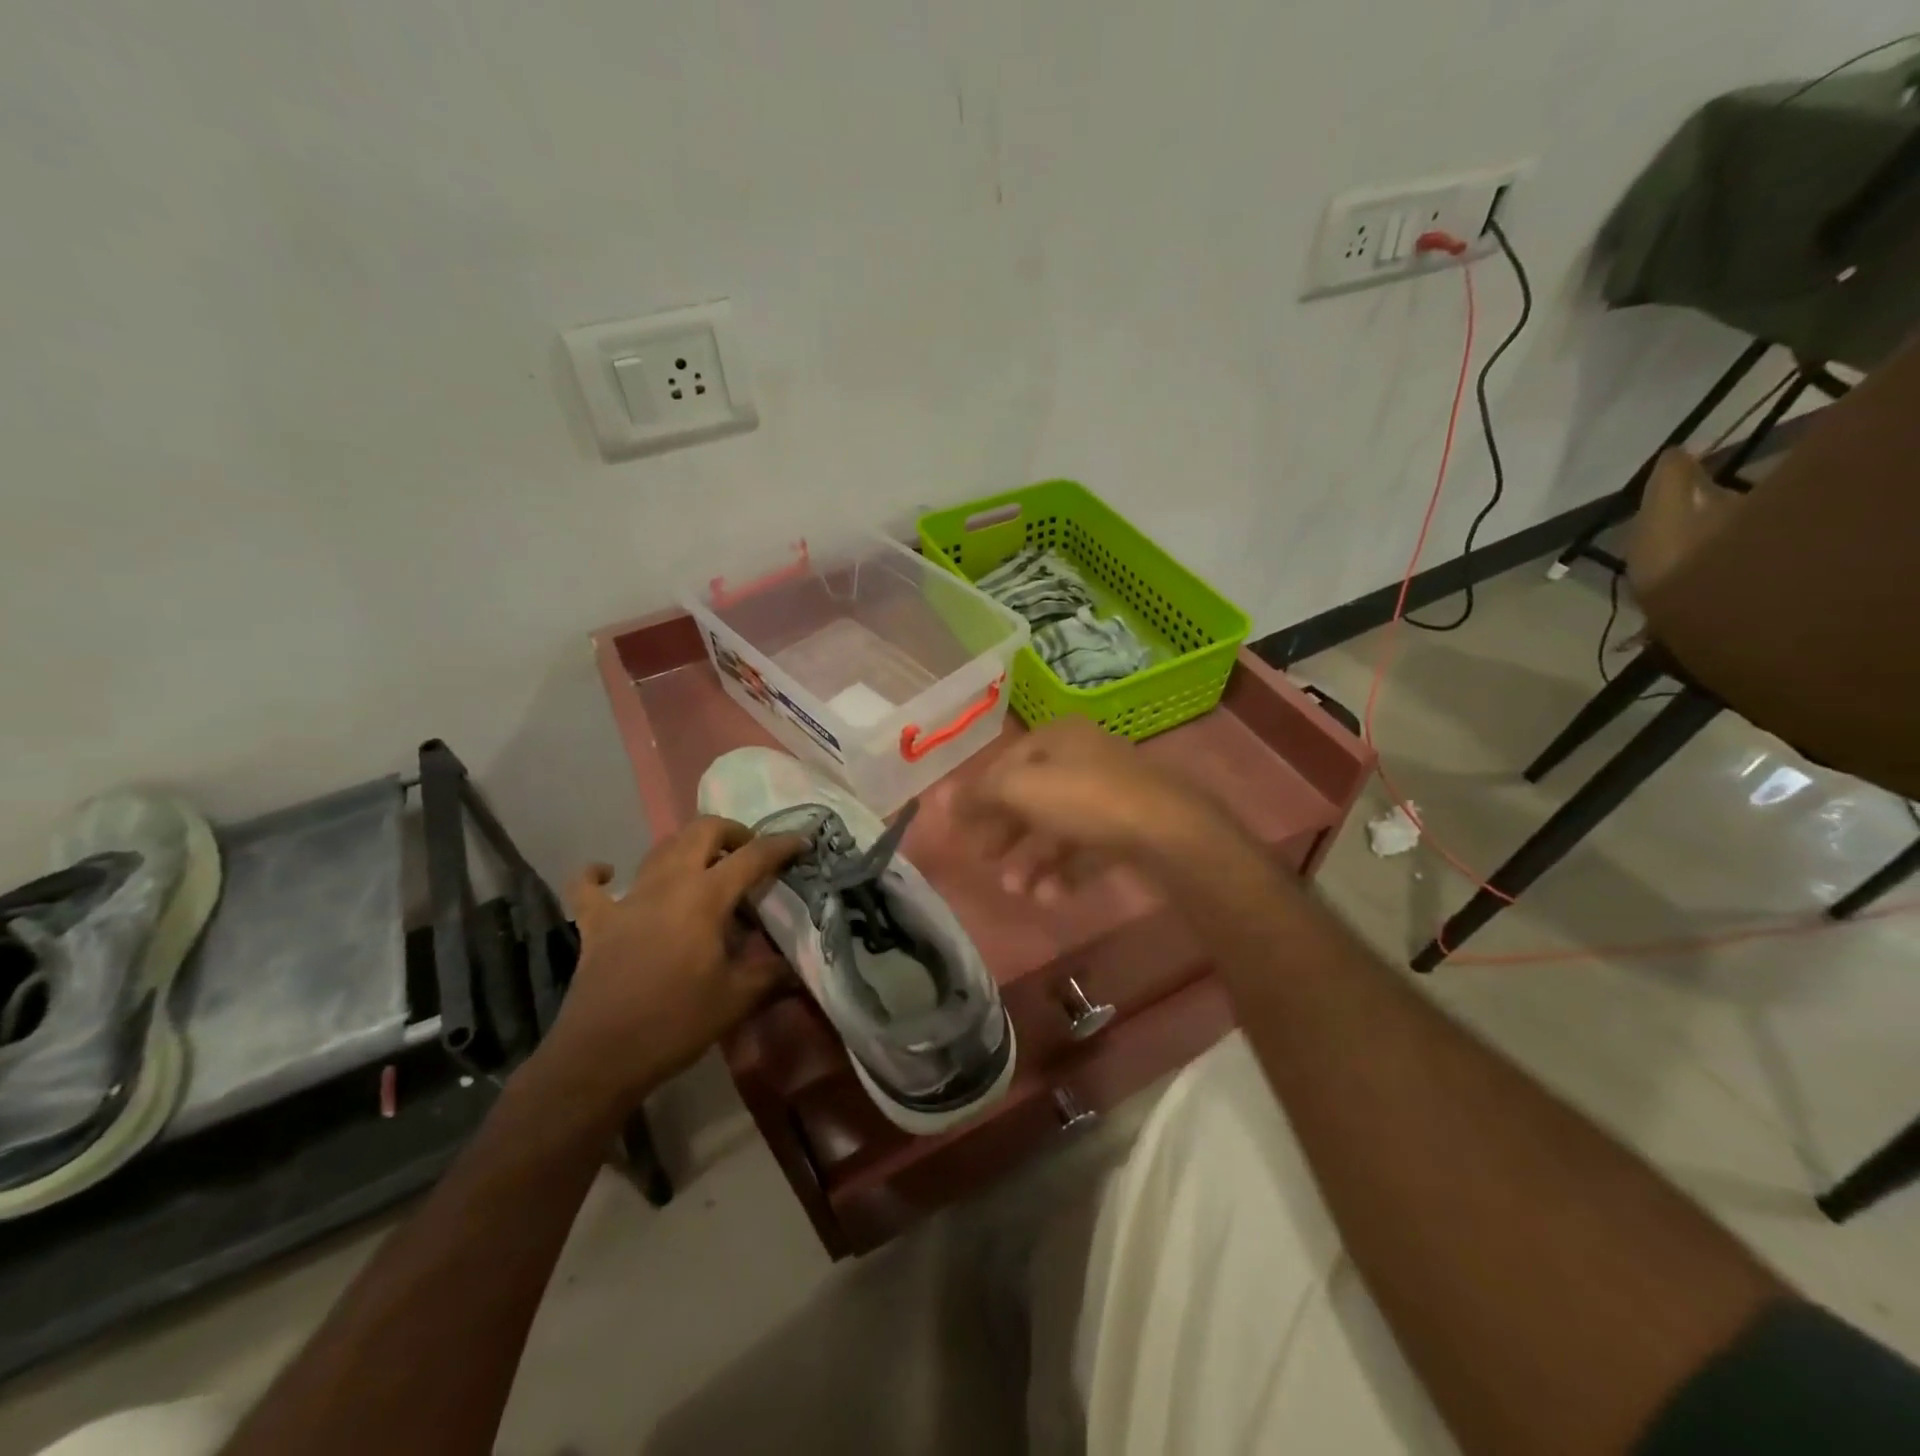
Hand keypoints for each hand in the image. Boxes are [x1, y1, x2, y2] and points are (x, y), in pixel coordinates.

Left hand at [535, 817, 804, 1119]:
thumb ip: (770, 973)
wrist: (600, 1057)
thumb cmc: (675, 1024)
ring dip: (686, 846)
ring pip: (659, 849)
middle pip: (701, 831)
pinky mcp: (596, 922)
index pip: (752, 857)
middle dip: (731, 831)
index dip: (781, 845)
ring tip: (705, 864)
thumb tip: (794, 963)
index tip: (801, 843)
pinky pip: (589, 887)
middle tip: (749, 852)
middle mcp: (668, 884)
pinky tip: (606, 873)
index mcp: (706, 897)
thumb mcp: (737, 1000)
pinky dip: (598, 874)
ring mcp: (627, 899)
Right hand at [939, 717, 1248, 902]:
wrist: (1170, 833)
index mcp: (1060, 737)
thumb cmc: (1086, 800)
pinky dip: (1064, 872)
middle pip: (1032, 796)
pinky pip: (1086, 849)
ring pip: (1058, 827)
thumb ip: (979, 793)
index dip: (980, 794)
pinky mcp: (1130, 829)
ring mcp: (1112, 794)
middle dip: (1005, 833)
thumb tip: (939, 798)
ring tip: (1016, 890)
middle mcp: (1086, 758)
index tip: (960, 828)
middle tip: (984, 860)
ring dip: (1032, 860)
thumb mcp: (1021, 789)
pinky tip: (1051, 897)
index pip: (1008, 763)